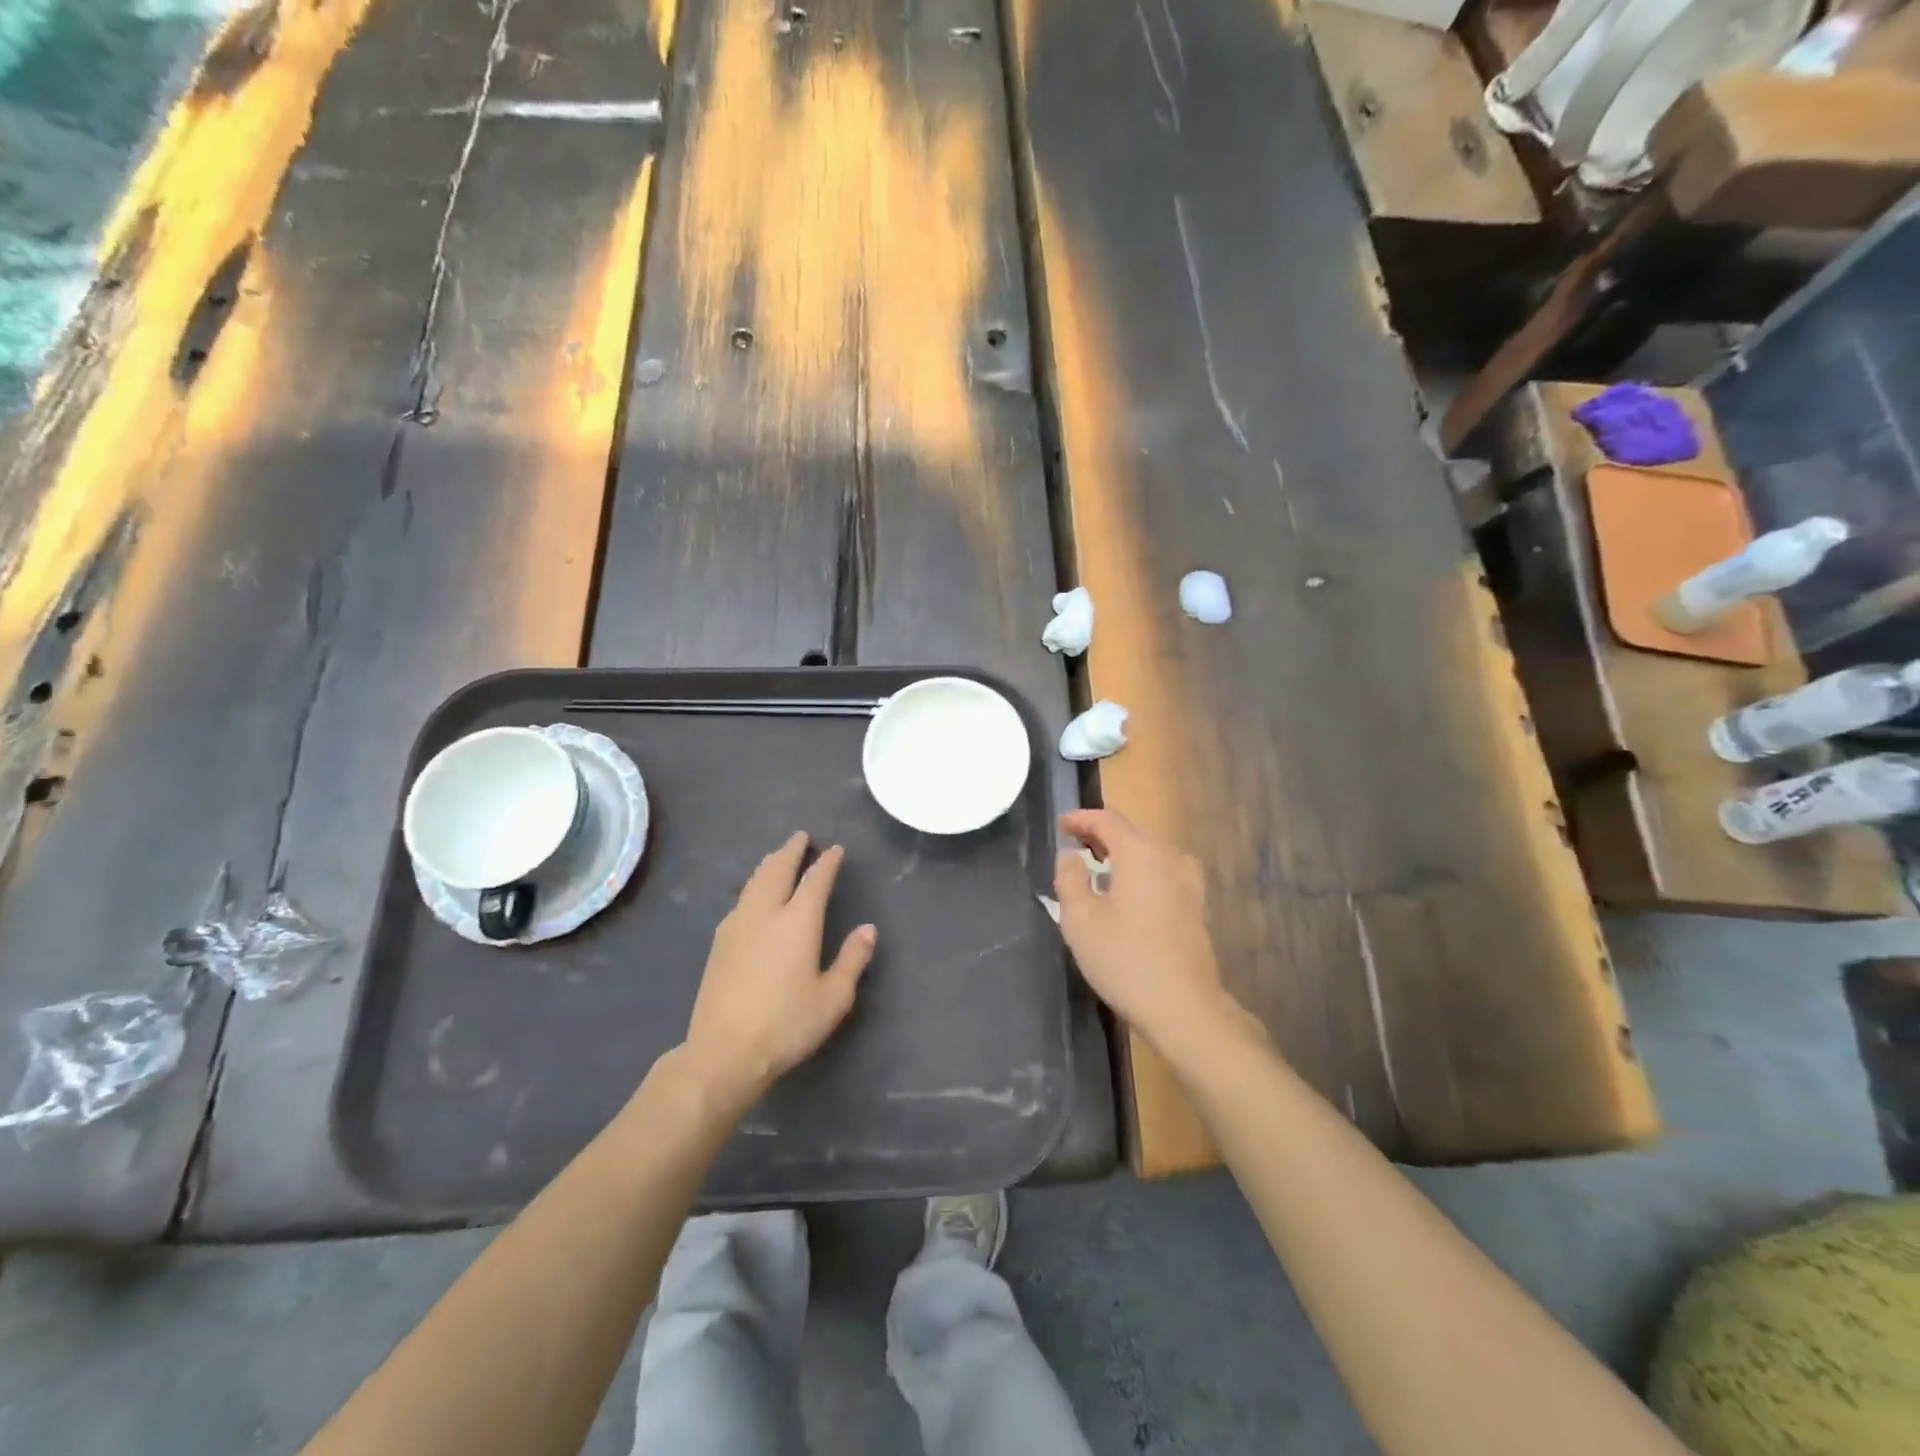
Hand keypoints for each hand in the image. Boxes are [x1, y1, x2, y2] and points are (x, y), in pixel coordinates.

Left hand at [680, 832, 875, 1111]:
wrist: (724, 1052)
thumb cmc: (787, 1025)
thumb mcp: (833, 998)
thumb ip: (852, 959)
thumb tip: (867, 929)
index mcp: (798, 921)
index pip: (815, 880)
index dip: (827, 862)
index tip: (835, 849)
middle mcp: (765, 913)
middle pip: (777, 870)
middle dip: (791, 851)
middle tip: (801, 837)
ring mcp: (737, 925)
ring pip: (754, 881)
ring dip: (770, 864)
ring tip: (778, 857)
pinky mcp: (719, 942)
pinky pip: (741, 899)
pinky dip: (754, 885)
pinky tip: (754, 895)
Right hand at [1054, 809, 1239, 1057]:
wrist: (1184, 1008)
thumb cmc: (1125, 960)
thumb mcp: (1081, 920)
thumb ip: (1070, 878)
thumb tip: (1071, 855)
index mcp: (1141, 853)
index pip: (1107, 820)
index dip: (1080, 818)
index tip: (1060, 825)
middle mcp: (1169, 858)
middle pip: (1131, 833)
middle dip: (1100, 834)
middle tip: (1073, 845)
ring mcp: (1188, 882)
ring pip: (1149, 853)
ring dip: (1121, 853)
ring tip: (1097, 867)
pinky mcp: (1195, 905)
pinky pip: (1161, 873)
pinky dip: (1139, 871)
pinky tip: (1126, 893)